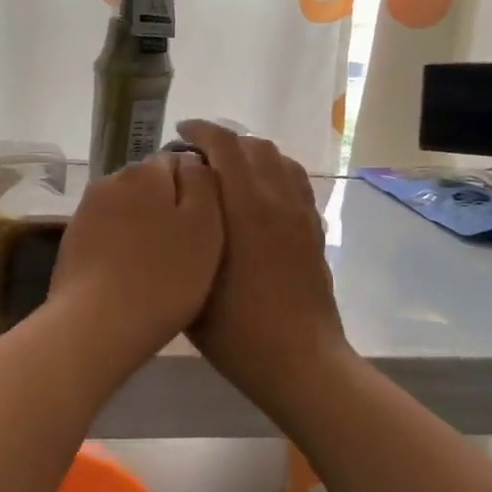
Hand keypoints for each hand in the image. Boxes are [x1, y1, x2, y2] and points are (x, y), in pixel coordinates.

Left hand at [47, 152, 222, 367]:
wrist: (96, 324)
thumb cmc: (164, 276)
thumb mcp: (205, 226)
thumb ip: (203, 183)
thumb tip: (194, 162)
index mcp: (145, 170)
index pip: (180, 160)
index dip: (198, 190)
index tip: (207, 224)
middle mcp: (111, 180)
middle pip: (151, 184)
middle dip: (168, 206)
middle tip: (187, 248)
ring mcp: (87, 210)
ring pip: (128, 209)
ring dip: (144, 227)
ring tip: (160, 266)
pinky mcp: (72, 240)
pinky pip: (108, 233)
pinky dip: (122, 246)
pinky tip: (132, 275)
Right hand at [175, 120, 349, 407]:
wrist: (299, 360)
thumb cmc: (237, 329)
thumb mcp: (193, 280)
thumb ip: (185, 233)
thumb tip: (179, 204)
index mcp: (246, 207)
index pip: (225, 145)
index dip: (201, 130)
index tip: (180, 133)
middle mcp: (277, 200)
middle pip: (253, 145)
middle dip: (223, 139)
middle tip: (197, 155)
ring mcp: (300, 213)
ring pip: (278, 158)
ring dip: (250, 152)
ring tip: (227, 168)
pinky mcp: (313, 229)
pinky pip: (295, 180)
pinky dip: (273, 171)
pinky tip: (258, 192)